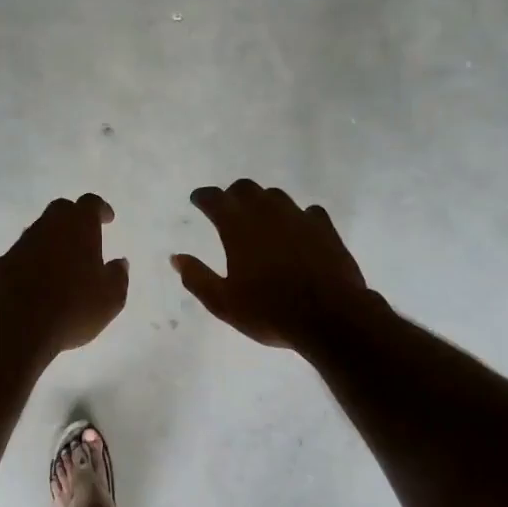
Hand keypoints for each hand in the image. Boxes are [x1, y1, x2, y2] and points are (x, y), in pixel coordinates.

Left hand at [0, 194, 129, 360]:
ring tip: (62, 262)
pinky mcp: (1, 265)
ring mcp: (21, 245)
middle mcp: (47, 227)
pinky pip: (21, 255)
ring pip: (39, 232)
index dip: (100, 209)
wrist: (17, 327)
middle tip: (84, 236)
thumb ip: (118, 276)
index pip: (90, 203)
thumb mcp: (111, 299)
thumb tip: (119, 263)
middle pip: (61, 210)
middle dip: (73, 218)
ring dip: (51, 241)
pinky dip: (32, 262)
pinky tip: (37, 282)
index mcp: (78, 227)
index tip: (107, 219)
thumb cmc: (73, 308)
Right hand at [172, 181, 369, 350]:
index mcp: (238, 228)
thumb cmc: (269, 312)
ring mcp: (299, 218)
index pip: (215, 199)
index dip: (203, 197)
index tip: (197, 200)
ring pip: (276, 196)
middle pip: (246, 189)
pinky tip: (297, 230)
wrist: (330, 317)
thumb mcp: (223, 303)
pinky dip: (296, 217)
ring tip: (260, 218)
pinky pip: (308, 212)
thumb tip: (176, 258)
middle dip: (232, 195)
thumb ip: (197, 277)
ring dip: (263, 202)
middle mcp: (267, 214)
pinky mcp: (325, 229)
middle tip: (227, 208)